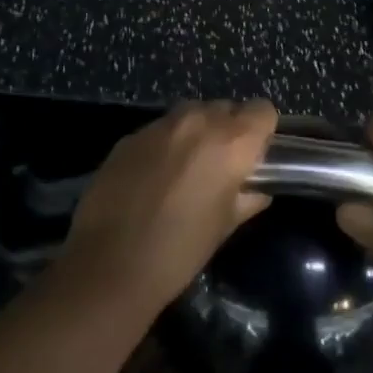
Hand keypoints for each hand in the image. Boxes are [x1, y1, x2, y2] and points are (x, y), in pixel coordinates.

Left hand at [58, 100, 276, 314]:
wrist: (109, 265)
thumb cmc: (180, 251)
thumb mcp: (225, 226)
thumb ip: (247, 197)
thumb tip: (256, 189)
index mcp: (231, 142)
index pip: (263, 110)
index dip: (262, 131)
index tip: (255, 155)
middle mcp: (198, 121)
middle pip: (226, 107)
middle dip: (228, 130)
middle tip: (221, 166)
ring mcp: (160, 125)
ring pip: (191, 113)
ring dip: (196, 132)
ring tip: (186, 168)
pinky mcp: (130, 136)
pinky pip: (160, 129)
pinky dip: (165, 144)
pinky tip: (153, 177)